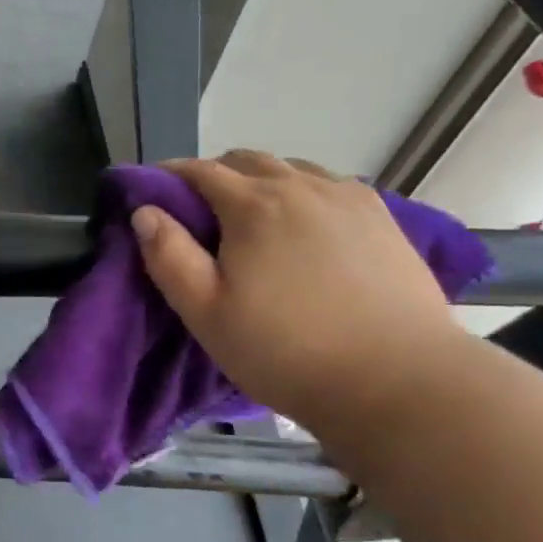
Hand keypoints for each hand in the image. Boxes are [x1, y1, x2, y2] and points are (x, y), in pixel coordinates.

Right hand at [131, 152, 460, 427]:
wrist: (397, 380)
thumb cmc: (286, 351)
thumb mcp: (206, 313)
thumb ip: (169, 256)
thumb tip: (145, 212)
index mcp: (253, 205)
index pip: (199, 170)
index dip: (169, 176)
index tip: (151, 193)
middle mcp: (302, 186)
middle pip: (246, 161)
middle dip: (215, 176)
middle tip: (200, 216)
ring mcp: (348, 198)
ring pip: (292, 170)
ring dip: (262, 183)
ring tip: (254, 223)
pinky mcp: (383, 217)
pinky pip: (330, 187)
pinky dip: (304, 194)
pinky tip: (307, 229)